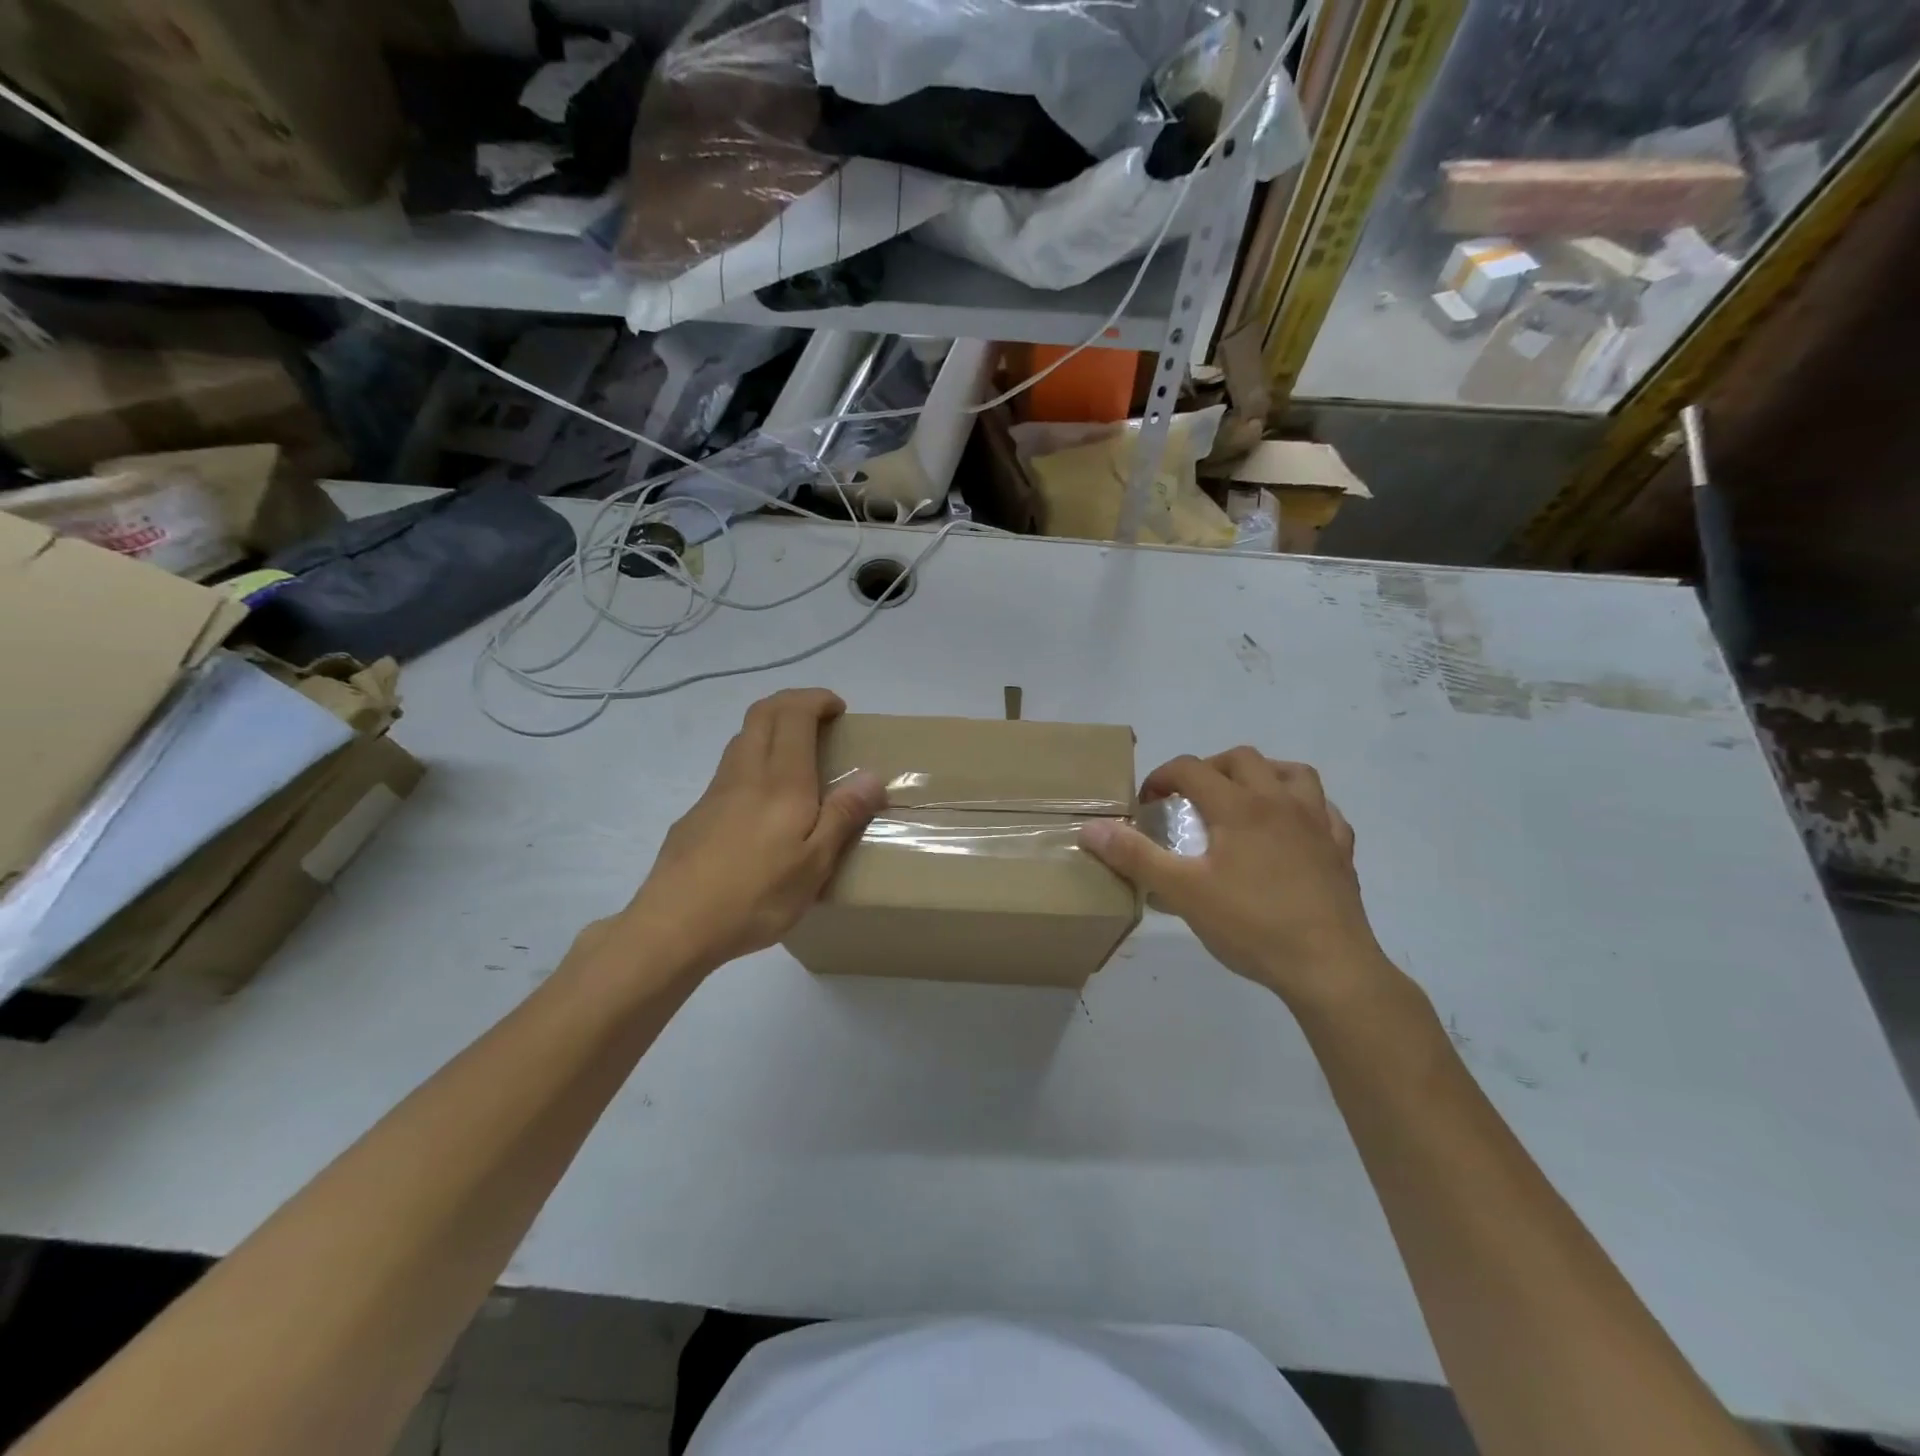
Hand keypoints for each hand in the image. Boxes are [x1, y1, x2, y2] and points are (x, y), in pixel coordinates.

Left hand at [622, 689, 885, 974]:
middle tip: (819, 719)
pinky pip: (729, 770)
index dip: (816, 699)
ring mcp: (715, 792)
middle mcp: (745, 773)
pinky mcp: (696, 814)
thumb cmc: (756, 895)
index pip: (793, 713)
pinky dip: (752, 761)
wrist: (674, 925)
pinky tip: (762, 804)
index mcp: (781, 781)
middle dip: (792, 703)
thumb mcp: (814, 864)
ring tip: (796, 756)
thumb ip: (844, 816)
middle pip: (762, 713)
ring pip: (742, 738)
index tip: (838, 709)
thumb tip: (872, 775)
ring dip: (770, 729)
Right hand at [1079, 750, 1388, 1007]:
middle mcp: (1280, 802)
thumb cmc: (1251, 925)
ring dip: (1263, 775)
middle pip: (1242, 759)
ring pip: (1294, 773)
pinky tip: (1293, 829)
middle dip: (1209, 769)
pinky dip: (1303, 808)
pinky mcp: (1341, 851)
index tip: (1147, 803)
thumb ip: (1135, 856)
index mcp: (1239, 807)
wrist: (1328, 967)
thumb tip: (1091, 828)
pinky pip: (1325, 811)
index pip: (1191, 769)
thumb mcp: (1182, 892)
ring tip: (1243, 799)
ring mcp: (1317, 824)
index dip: (1162, 777)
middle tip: (1190, 798)